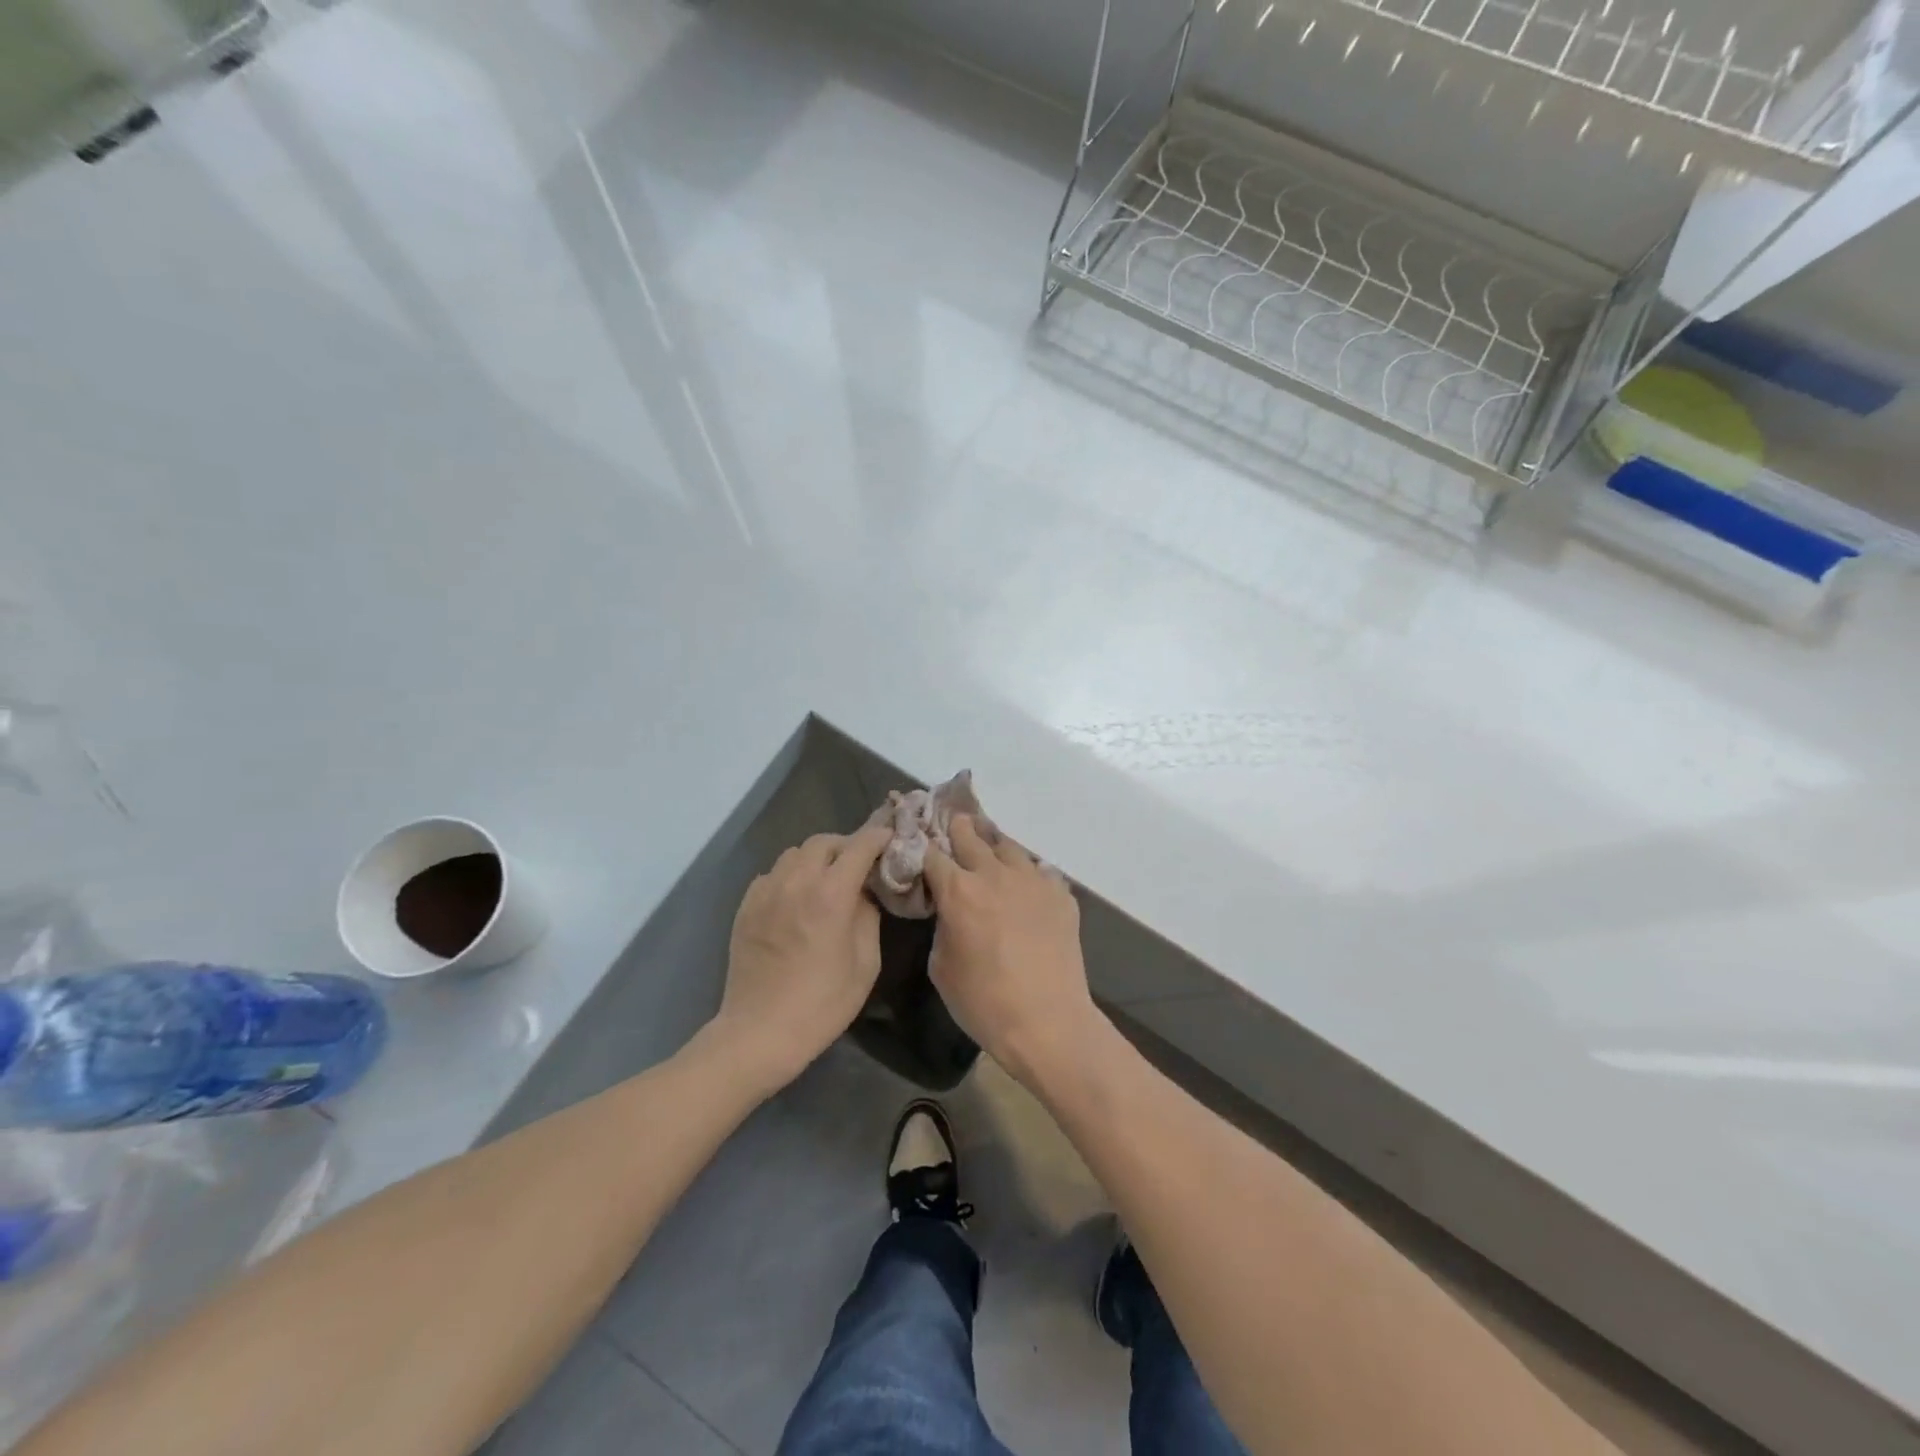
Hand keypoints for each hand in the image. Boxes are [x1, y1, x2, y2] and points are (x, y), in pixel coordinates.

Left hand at [715, 824, 891, 1092]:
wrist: (760, 1032)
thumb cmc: (822, 1003)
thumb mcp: (866, 963)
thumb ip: (868, 916)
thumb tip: (864, 893)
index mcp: (831, 894)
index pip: (860, 846)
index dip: (879, 837)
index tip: (890, 840)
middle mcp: (796, 882)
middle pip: (824, 841)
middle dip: (847, 846)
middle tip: (859, 865)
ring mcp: (766, 891)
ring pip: (795, 853)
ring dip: (816, 858)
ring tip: (826, 880)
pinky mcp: (746, 906)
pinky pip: (772, 874)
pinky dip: (790, 876)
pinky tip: (796, 900)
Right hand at [923, 816, 1098, 1086]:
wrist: (1048, 1021)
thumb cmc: (984, 1002)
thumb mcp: (941, 967)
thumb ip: (942, 926)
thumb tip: (950, 911)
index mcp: (959, 891)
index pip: (932, 855)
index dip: (922, 848)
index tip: (918, 845)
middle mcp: (995, 874)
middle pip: (971, 836)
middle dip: (958, 829)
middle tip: (954, 823)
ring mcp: (1032, 880)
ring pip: (1008, 845)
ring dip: (993, 843)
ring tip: (989, 844)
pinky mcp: (1061, 894)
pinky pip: (1040, 870)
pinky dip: (1027, 872)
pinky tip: (1025, 884)